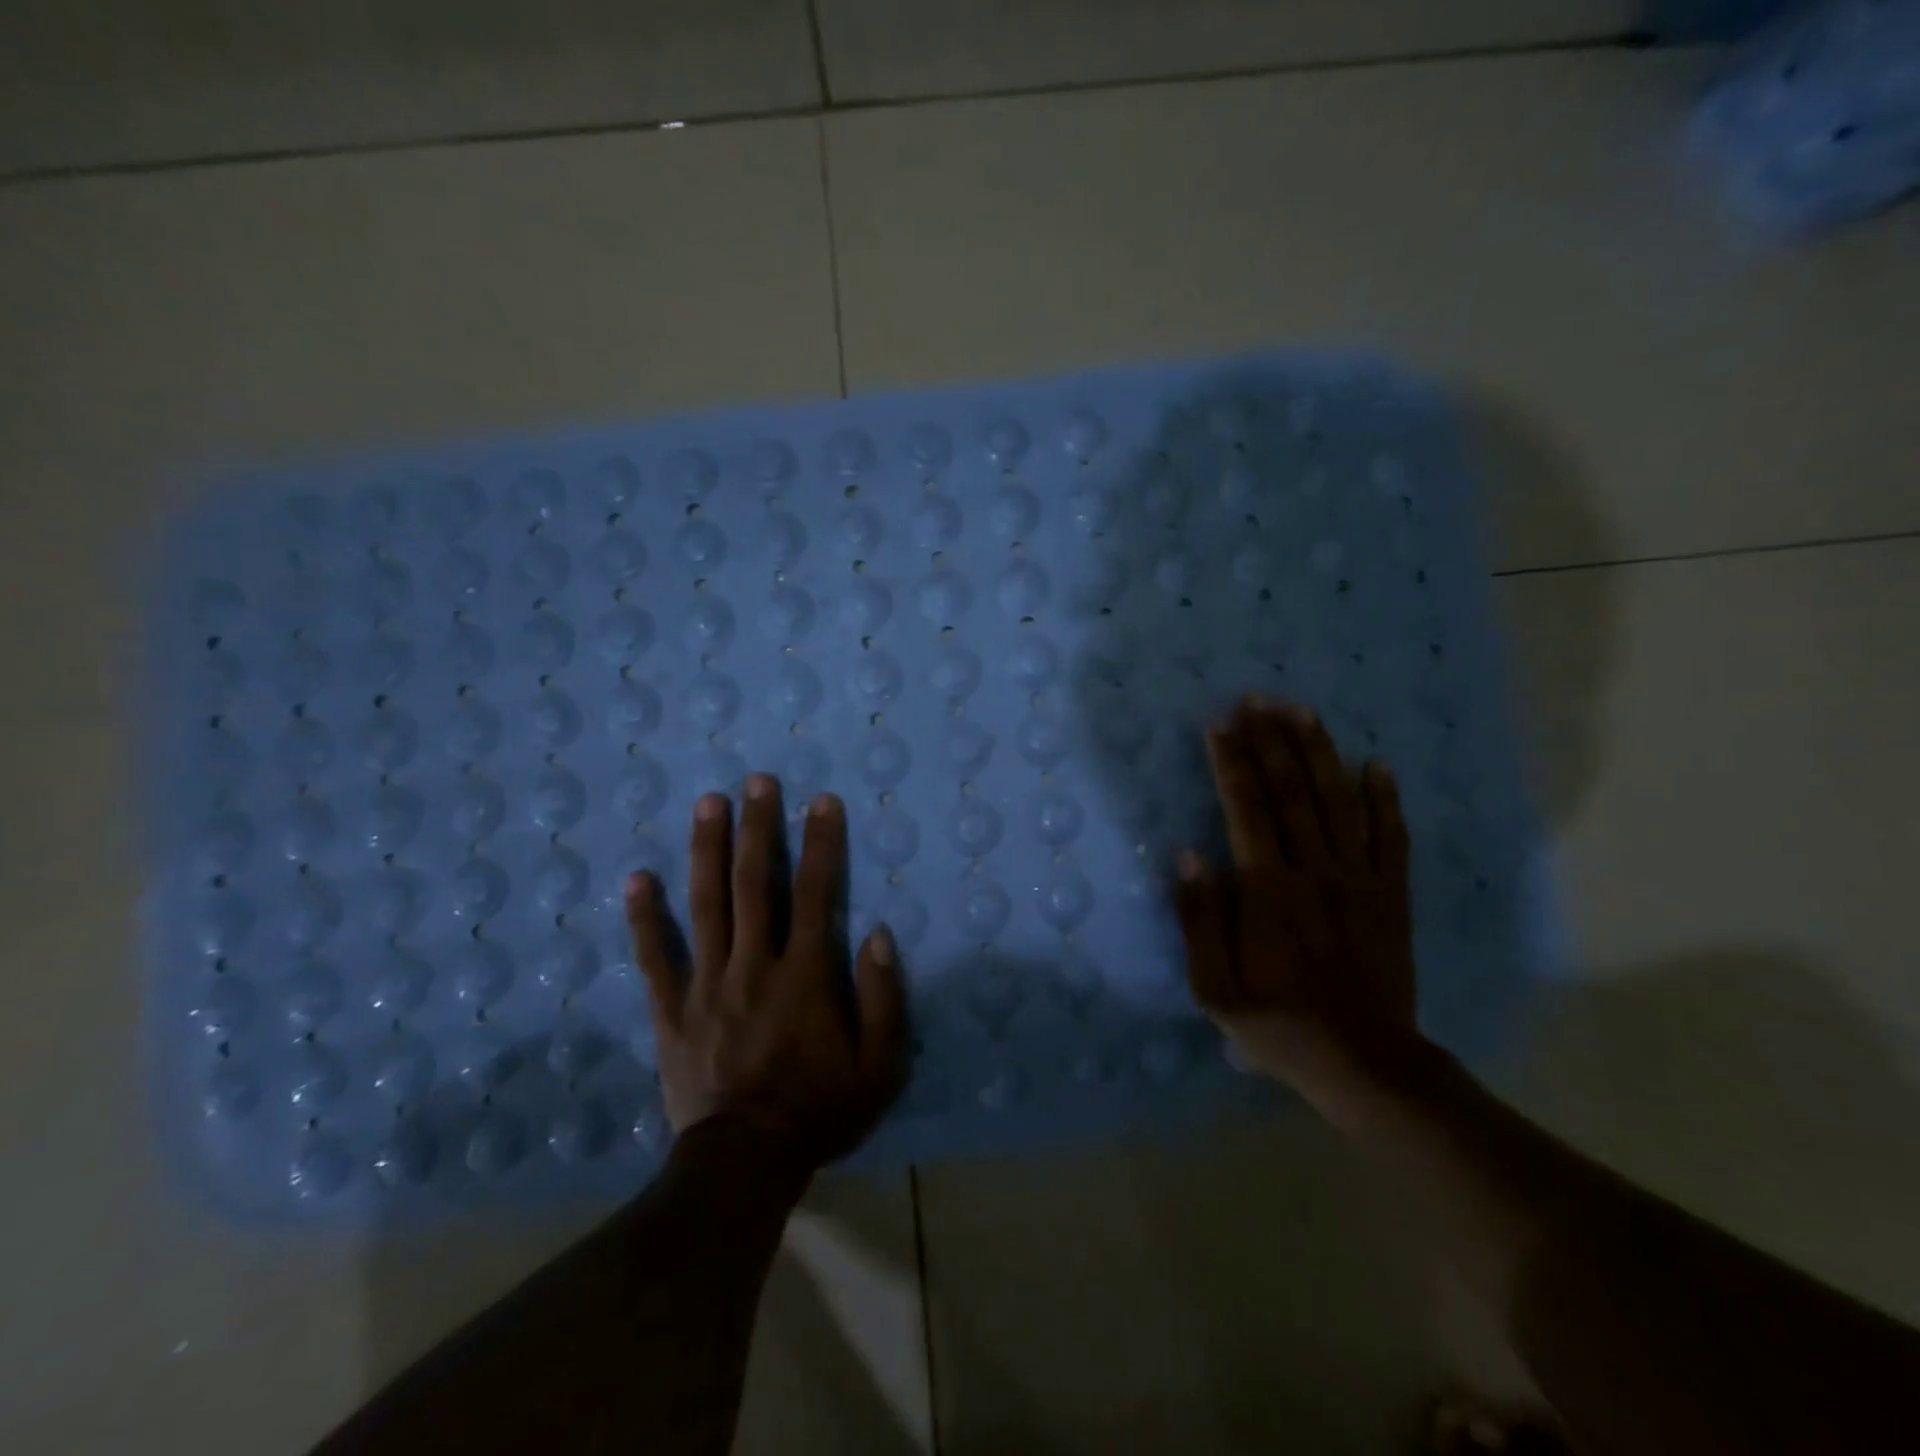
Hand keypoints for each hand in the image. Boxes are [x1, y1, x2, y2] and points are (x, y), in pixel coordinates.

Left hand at [624, 776, 908, 1169]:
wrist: (743, 1166)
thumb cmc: (818, 1112)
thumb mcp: (877, 1066)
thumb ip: (883, 998)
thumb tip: (878, 934)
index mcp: (803, 977)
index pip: (815, 895)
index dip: (820, 844)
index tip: (822, 801)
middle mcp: (753, 967)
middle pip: (755, 885)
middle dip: (758, 829)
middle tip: (757, 781)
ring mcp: (706, 985)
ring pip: (706, 906)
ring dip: (708, 850)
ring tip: (708, 803)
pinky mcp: (672, 1010)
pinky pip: (655, 957)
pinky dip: (643, 917)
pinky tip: (636, 878)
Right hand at [1175, 697, 1430, 1124]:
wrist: (1367, 1064)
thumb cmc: (1279, 1025)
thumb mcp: (1215, 988)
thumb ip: (1199, 919)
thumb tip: (1189, 853)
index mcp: (1269, 891)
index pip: (1247, 810)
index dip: (1232, 763)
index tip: (1220, 724)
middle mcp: (1316, 872)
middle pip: (1292, 792)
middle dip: (1271, 741)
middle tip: (1257, 698)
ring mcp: (1360, 880)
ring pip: (1339, 802)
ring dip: (1319, 753)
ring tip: (1303, 711)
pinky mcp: (1391, 895)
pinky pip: (1392, 837)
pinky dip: (1385, 799)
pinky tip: (1377, 764)